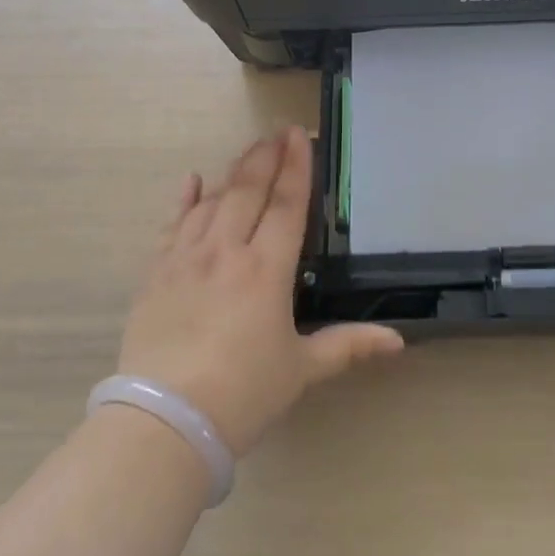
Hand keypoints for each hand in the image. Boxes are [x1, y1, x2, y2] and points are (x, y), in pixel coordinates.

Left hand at [117, 127, 403, 455]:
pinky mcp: (156, 274)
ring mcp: (186, 259)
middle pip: (248, 190)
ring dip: (233, 171)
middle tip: (277, 132)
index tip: (299, 136)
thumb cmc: (242, 393)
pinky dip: (184, 199)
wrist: (164, 422)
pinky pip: (172, 224)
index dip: (296, 167)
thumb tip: (398, 342)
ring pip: (212, 200)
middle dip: (265, 157)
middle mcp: (227, 251)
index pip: (286, 204)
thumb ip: (348, 346)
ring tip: (249, 152)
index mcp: (266, 269)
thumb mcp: (301, 370)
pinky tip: (192, 181)